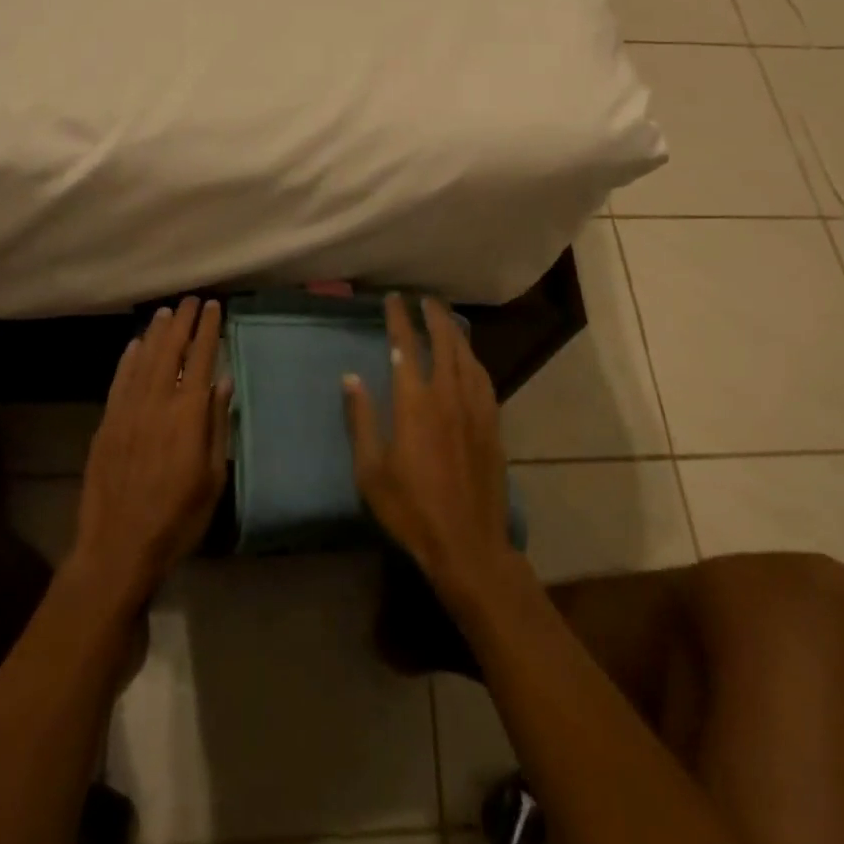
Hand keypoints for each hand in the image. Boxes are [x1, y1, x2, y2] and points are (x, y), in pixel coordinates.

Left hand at [70, 297, 230, 606]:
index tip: (214, 307)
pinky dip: (128, 359)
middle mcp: (156, 403)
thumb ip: (217, 425)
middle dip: (183, 322)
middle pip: (170, 351)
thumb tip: (223, 382)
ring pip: (144, 360)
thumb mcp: (213, 477)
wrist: (118, 548)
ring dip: (156, 333)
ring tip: (166, 312)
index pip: (200, 358)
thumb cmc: (178, 518)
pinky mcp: (106, 424)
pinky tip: (135, 345)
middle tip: (191, 300)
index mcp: (187, 415)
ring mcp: (127, 412)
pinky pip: (119, 381)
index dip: (208, 330)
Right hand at [343, 295, 518, 605]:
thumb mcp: (370, 470)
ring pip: (467, 356)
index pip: (405, 347)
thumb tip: (351, 377)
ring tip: (446, 318)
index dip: (399, 319)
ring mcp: (474, 408)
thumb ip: (361, 419)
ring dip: (455, 331)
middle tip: (423, 300)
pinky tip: (469, 358)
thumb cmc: (411, 509)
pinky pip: (483, 377)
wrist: (468, 543)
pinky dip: (473, 358)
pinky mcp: (492, 423)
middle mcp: (447, 395)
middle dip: (433, 315)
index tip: (393, 299)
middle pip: (443, 341)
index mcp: (414, 402)